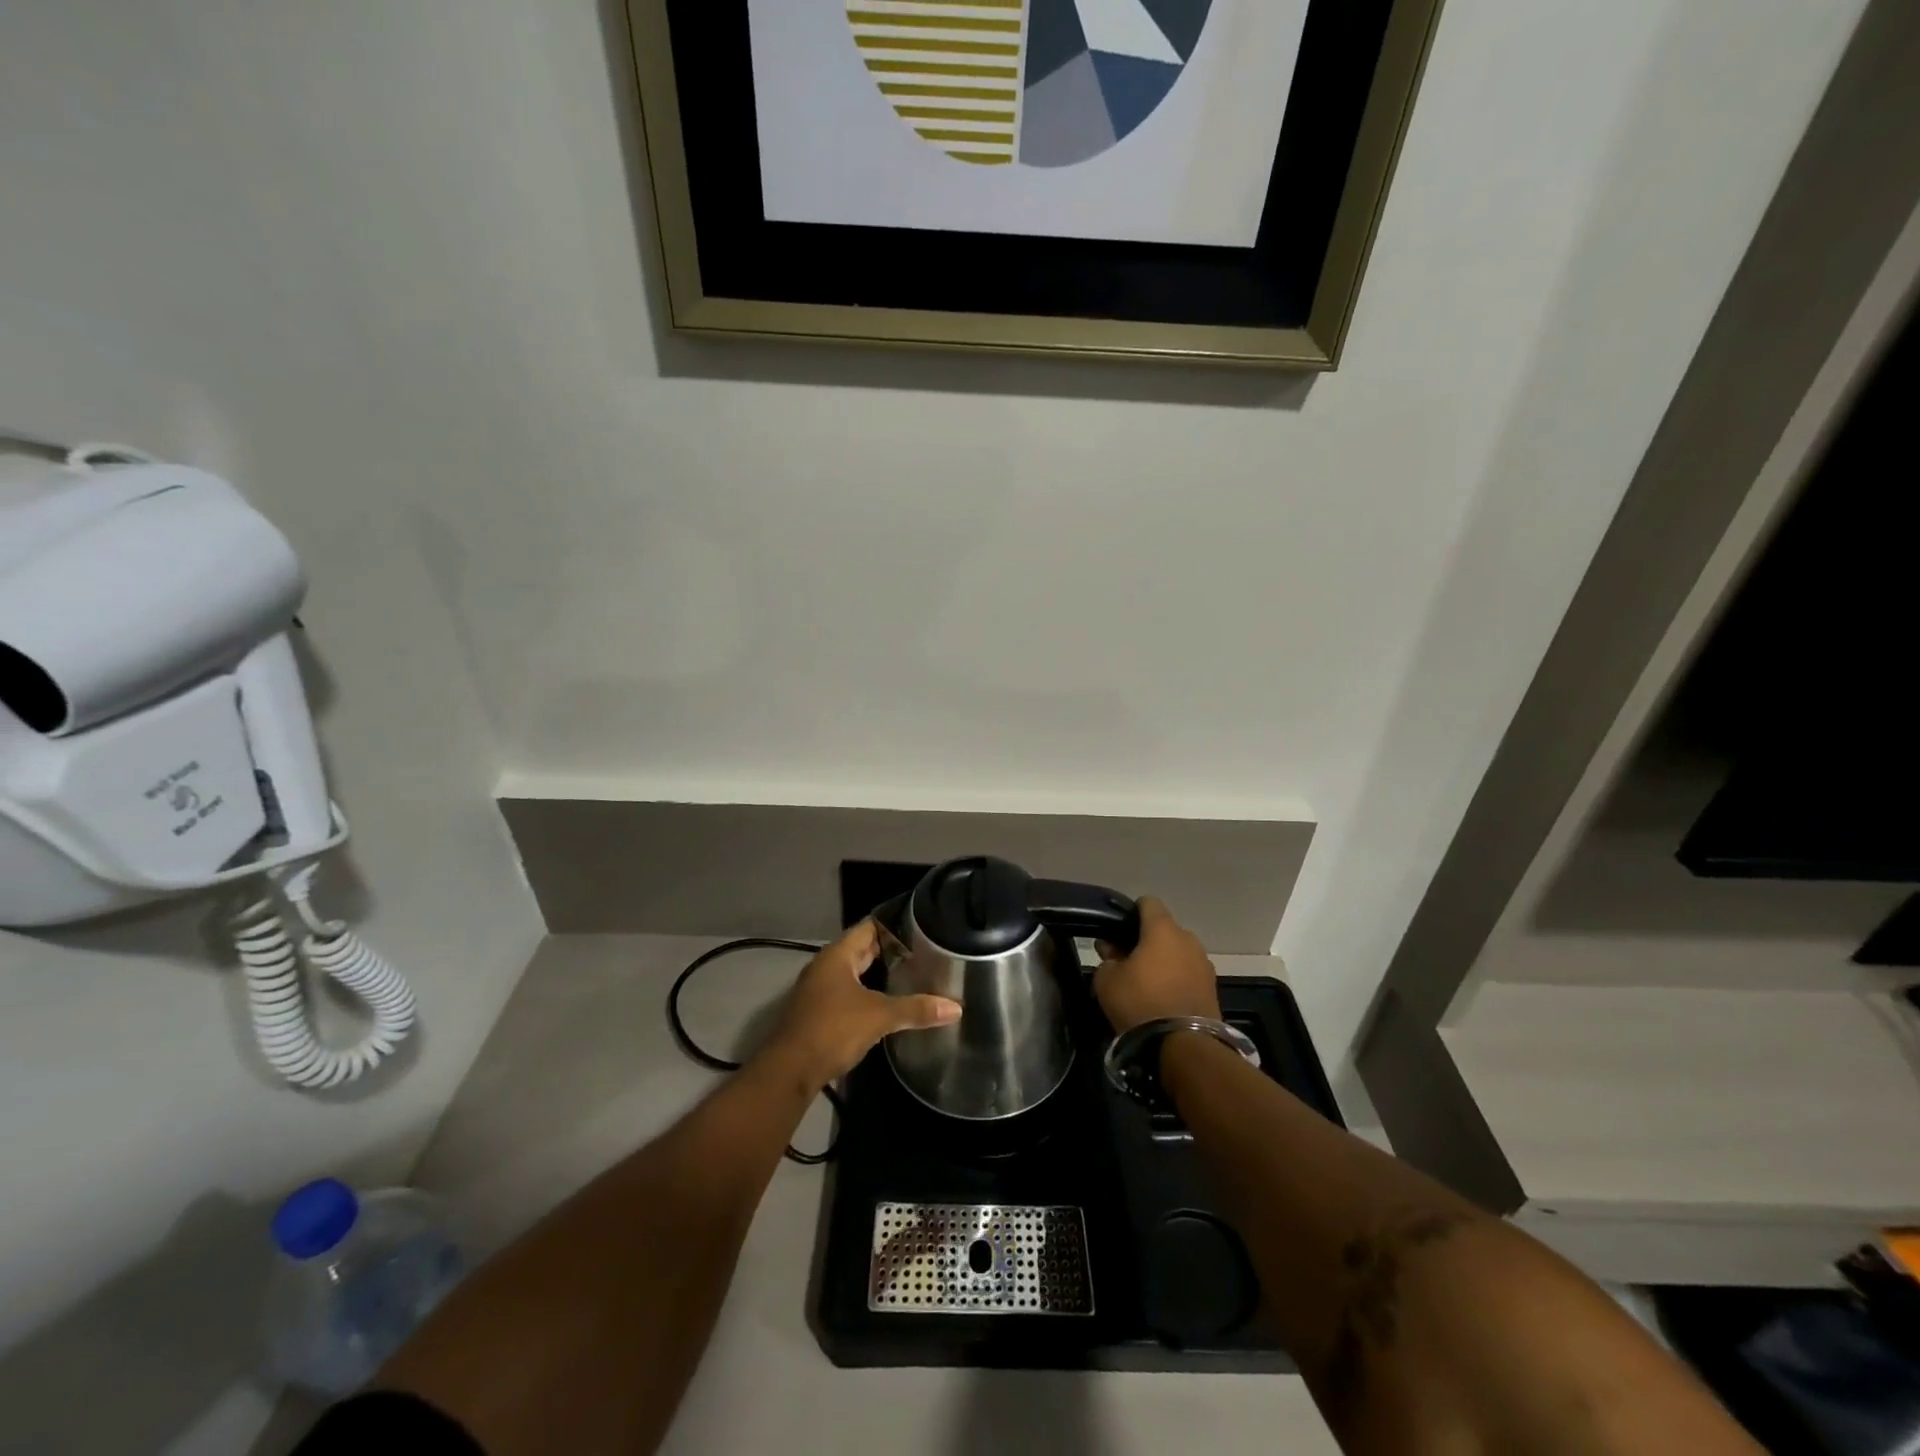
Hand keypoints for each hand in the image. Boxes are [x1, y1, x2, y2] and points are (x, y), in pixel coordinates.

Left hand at [762, 920, 960, 1089]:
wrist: (790, 1071)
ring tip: (913, 972)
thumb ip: (916, 1009)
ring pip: (856, 972)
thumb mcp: (878, 1016)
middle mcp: (826, 966)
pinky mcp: (820, 1012)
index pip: (869, 926)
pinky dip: (869, 992)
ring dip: (879, 972)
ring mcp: (820, 990)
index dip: (894, 923)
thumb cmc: (832, 1030)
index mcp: (837, 955)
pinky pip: (850, 992)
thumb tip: (956, 1008)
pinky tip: (889, 1001)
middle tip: (925, 948)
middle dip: (890, 949)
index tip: (922, 923)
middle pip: (863, 949)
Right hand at [1093, 897, 1221, 1034]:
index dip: (1131, 913)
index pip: (1148, 902)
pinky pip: (1188, 973)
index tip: (1118, 932)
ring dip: (1163, 961)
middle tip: (1126, 961)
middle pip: (1164, 930)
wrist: (1183, 1046)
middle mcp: (1188, 939)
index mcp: (1163, 929)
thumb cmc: (1140, 1002)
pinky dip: (1176, 979)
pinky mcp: (1213, 988)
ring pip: (1178, 952)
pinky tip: (1163, 999)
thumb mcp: (1106, 980)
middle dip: (1145, 941)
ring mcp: (1204, 964)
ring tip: (1146, 984)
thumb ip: (1107, 958)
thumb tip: (1113, 951)